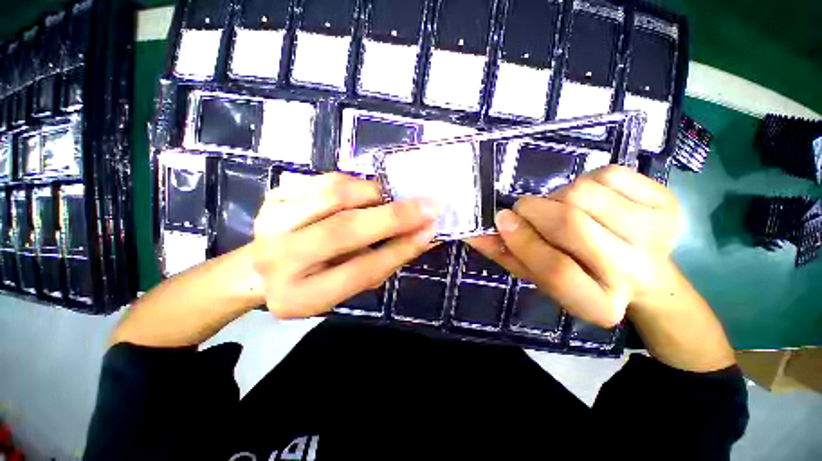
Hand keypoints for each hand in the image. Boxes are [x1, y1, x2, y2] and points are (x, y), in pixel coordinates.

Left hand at [249, 173, 437, 318]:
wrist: (257, 270)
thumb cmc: (312, 284)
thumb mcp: (348, 287)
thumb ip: (384, 261)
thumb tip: (422, 235)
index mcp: (303, 294)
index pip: (361, 270)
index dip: (400, 249)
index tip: (430, 230)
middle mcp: (281, 258)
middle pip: (344, 229)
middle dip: (393, 215)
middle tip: (427, 205)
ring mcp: (272, 221)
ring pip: (333, 195)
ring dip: (373, 193)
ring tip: (389, 199)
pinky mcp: (274, 197)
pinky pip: (323, 180)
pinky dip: (353, 183)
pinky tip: (361, 194)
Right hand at [468, 166, 680, 327]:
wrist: (646, 275)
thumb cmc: (581, 277)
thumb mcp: (538, 275)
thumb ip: (505, 255)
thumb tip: (473, 233)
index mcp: (599, 303)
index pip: (555, 270)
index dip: (523, 241)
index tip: (502, 220)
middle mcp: (634, 273)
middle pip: (570, 223)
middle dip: (534, 209)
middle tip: (525, 209)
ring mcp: (656, 235)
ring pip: (583, 193)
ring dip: (558, 196)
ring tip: (562, 207)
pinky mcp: (668, 204)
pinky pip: (609, 174)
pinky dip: (587, 179)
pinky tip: (592, 198)